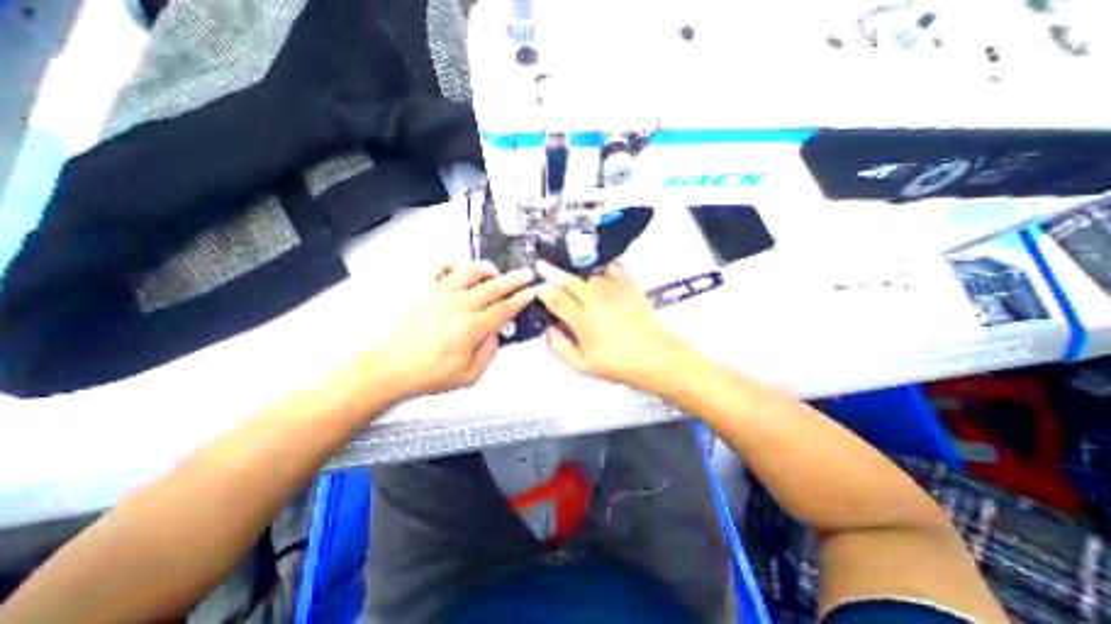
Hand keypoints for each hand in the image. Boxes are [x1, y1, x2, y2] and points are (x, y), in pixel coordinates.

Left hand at [374, 258, 535, 395]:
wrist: (387, 368)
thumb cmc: (427, 374)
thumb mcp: (468, 376)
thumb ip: (489, 353)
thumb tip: (496, 333)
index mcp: (471, 328)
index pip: (504, 309)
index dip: (521, 299)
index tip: (531, 292)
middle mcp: (457, 305)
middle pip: (493, 286)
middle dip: (514, 279)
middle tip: (526, 274)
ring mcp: (438, 293)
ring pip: (469, 271)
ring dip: (487, 268)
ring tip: (495, 271)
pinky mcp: (422, 289)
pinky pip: (439, 267)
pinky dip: (453, 264)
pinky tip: (458, 270)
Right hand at [536, 260, 690, 391]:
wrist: (656, 357)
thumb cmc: (620, 364)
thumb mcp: (582, 365)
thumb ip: (559, 347)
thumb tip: (548, 330)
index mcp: (583, 321)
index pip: (555, 299)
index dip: (542, 292)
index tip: (537, 289)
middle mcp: (596, 301)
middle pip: (568, 280)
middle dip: (551, 272)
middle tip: (541, 266)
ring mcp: (613, 290)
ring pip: (586, 273)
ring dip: (573, 271)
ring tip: (565, 270)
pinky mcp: (628, 285)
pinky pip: (611, 266)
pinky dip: (600, 264)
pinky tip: (594, 268)